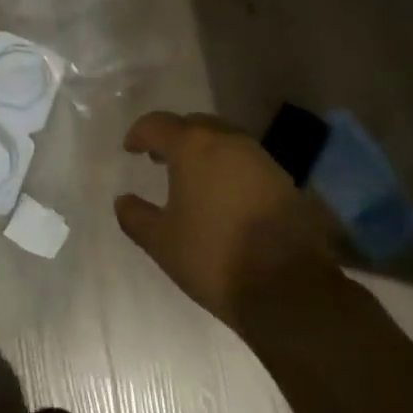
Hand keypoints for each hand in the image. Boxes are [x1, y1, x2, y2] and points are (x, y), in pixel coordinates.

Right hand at [115, 111, 340, 322]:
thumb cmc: (214, 256)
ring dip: (204, 151)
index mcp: (193, 146)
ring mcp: (261, 158)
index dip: (139, 134)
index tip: (130, 149)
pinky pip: (246, 161)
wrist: (289, 288)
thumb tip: (123, 200)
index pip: (157, 124)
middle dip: (174, 137)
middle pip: (194, 124)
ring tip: (191, 178)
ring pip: (224, 140)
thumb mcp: (161, 241)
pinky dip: (228, 168)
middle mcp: (228, 141)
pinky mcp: (284, 180)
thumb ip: (135, 216)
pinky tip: (223, 196)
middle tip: (159, 159)